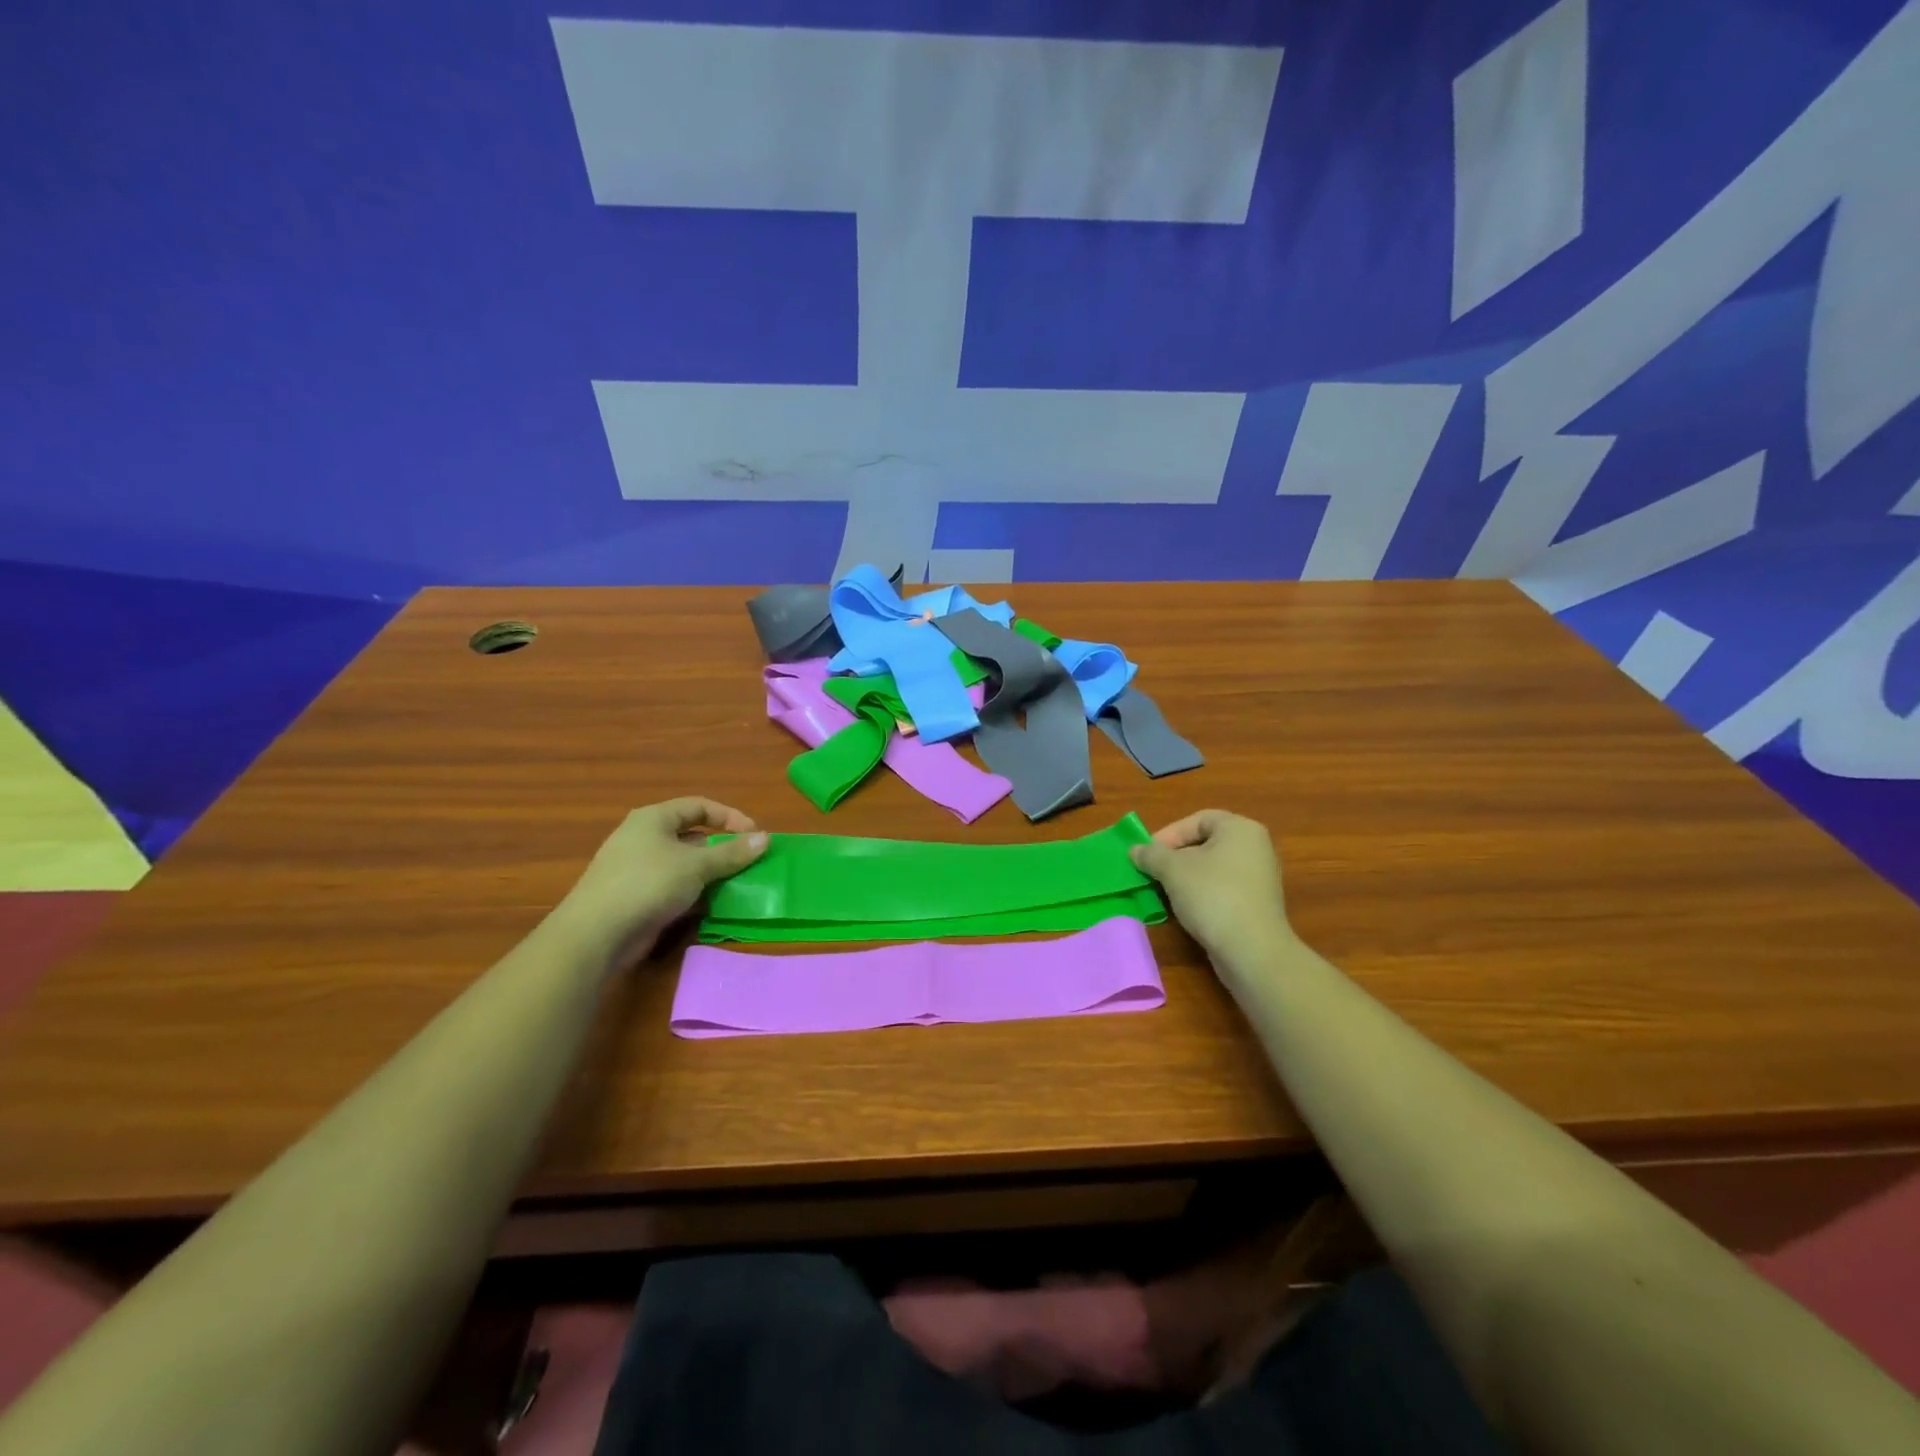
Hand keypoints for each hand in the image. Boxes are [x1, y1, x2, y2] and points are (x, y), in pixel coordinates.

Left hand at [553, 798, 767, 967]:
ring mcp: (637, 868)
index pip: (699, 806)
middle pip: (692, 835)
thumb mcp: (697, 865)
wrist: (597, 933)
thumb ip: (732, 853)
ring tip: (735, 885)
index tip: (754, 835)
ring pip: (684, 864)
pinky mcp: (636, 896)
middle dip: (721, 849)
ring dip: (710, 873)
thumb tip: (765, 838)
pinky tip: (710, 906)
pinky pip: (673, 887)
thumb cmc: (648, 884)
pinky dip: (693, 892)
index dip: (730, 817)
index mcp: (654, 818)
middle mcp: (643, 837)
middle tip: (747, 862)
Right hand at [1132, 810, 1292, 958]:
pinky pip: (1223, 889)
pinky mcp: (1257, 904)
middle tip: (1153, 872)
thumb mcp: (1173, 870)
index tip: (1148, 854)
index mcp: (1240, 829)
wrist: (1252, 950)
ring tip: (1164, 892)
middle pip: (1205, 844)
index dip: (1169, 834)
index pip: (1197, 820)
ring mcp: (1259, 877)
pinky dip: (1202, 894)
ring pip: (1212, 868)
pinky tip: (1186, 910)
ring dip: (1185, 878)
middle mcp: (1255, 847)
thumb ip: (1151, 855)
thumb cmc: (1212, 896)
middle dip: (1174, 858)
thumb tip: (1135, 850)